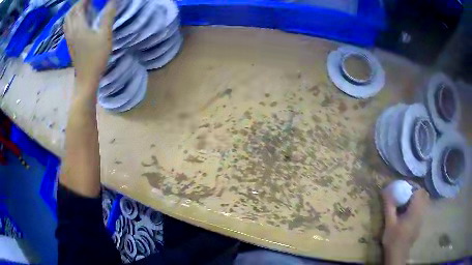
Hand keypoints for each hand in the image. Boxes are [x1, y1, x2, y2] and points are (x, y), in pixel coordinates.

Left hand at [64, 0, 114, 93]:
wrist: (86, 79)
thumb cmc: (96, 58)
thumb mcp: (105, 36)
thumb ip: (107, 17)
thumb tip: (112, 2)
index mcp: (79, 27)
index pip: (79, 8)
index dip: (84, 0)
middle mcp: (71, 32)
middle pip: (70, 14)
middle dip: (78, 4)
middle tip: (87, 1)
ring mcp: (69, 39)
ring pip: (67, 21)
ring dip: (73, 12)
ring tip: (82, 8)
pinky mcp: (70, 45)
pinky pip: (67, 28)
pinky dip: (71, 20)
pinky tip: (78, 20)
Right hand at [382, 188, 429, 263]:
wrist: (398, 254)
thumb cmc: (393, 238)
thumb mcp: (389, 222)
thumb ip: (389, 206)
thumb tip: (385, 190)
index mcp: (415, 210)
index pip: (420, 191)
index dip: (413, 187)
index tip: (404, 188)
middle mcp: (421, 212)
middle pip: (424, 195)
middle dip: (415, 192)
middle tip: (405, 195)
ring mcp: (422, 218)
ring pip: (424, 202)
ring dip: (416, 199)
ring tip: (406, 204)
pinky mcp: (420, 223)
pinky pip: (422, 209)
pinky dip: (417, 207)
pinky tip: (408, 214)